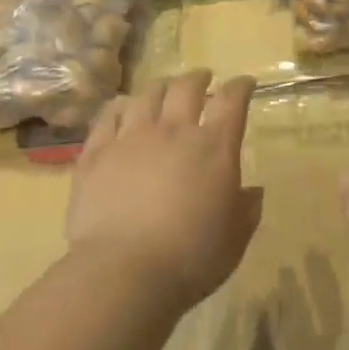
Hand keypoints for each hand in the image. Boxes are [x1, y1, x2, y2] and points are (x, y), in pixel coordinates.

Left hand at [66, 71, 262, 309]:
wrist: (125, 271)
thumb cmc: (192, 257)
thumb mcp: (235, 238)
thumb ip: (246, 209)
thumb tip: (252, 191)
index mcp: (214, 147)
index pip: (232, 101)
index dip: (240, 87)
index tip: (244, 83)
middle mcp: (173, 131)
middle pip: (186, 87)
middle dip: (198, 78)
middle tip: (203, 79)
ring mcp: (130, 138)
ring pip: (146, 96)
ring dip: (160, 87)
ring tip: (163, 89)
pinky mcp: (96, 154)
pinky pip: (107, 117)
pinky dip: (119, 108)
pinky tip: (122, 108)